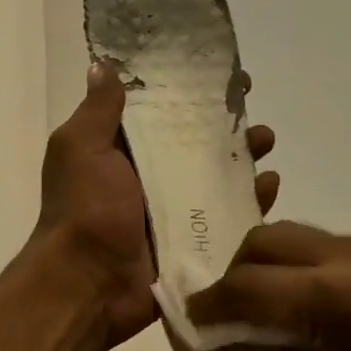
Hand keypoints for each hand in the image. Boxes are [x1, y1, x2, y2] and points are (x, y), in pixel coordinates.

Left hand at [36, 62, 279, 349]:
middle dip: (228, 124)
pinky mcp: (195, 240)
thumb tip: (102, 64)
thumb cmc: (85, 209)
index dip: (190, 90)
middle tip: (252, 108)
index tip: (219, 73)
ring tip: (266, 142)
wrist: (87, 286)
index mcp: (123, 151)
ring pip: (219, 176)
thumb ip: (97, 111)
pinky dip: (252, 201)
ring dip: (245, 157)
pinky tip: (270, 186)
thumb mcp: (80, 149)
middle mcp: (150, 176)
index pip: (163, 111)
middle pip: (198, 142)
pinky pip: (230, 216)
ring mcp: (176, 210)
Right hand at [183, 223, 350, 350]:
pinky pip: (314, 244)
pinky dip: (290, 266)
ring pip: (286, 236)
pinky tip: (296, 304)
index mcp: (332, 295)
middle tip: (225, 317)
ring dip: (260, 266)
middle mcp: (346, 253)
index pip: (245, 286)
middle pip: (261, 242)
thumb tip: (191, 342)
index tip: (189, 323)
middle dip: (233, 276)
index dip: (208, 305)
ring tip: (259, 311)